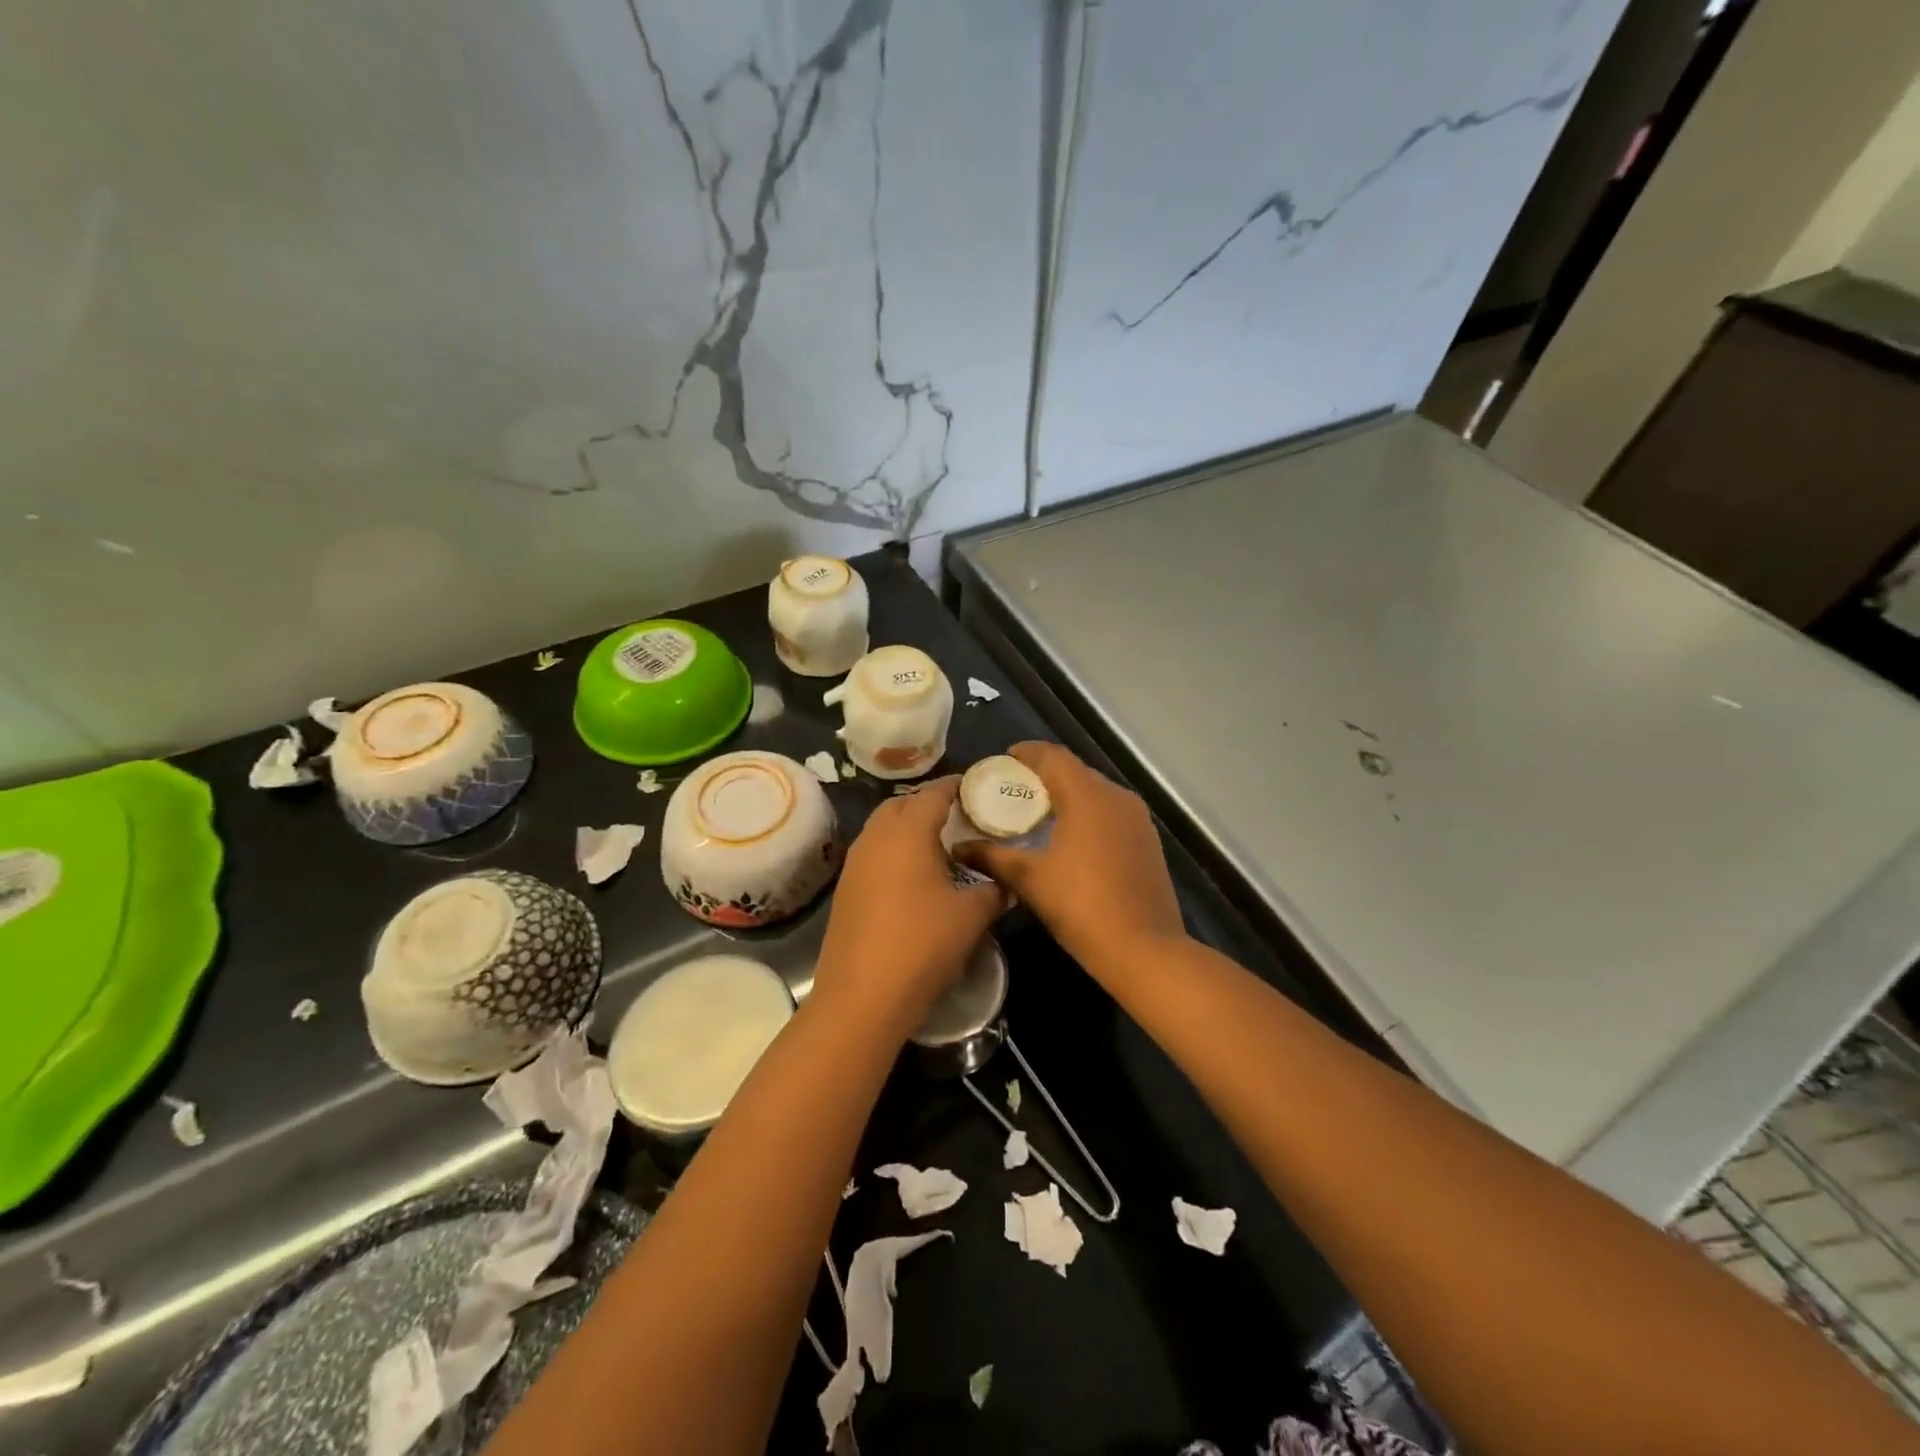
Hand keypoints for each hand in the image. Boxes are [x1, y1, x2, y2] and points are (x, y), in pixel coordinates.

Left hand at [812, 776, 1005, 1036]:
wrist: (862, 996)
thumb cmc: (922, 944)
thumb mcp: (971, 916)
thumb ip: (994, 890)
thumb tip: (1008, 882)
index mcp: (907, 832)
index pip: (933, 793)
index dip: (956, 787)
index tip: (977, 787)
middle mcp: (876, 838)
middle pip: (901, 805)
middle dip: (928, 804)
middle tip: (959, 818)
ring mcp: (855, 864)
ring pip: (883, 829)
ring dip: (908, 828)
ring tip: (939, 846)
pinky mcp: (846, 889)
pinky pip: (874, 854)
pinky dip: (894, 852)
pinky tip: (914, 878)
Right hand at [952, 742, 1185, 973]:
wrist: (1144, 949)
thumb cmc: (1081, 906)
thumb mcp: (1029, 879)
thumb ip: (992, 856)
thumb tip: (958, 846)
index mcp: (1088, 795)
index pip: (1053, 756)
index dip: (1027, 753)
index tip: (1004, 759)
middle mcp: (1117, 797)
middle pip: (1076, 771)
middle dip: (1045, 775)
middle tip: (1014, 790)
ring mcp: (1137, 819)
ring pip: (1096, 793)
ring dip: (1067, 795)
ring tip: (1038, 813)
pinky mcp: (1147, 841)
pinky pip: (1110, 813)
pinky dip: (1087, 814)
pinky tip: (1069, 837)